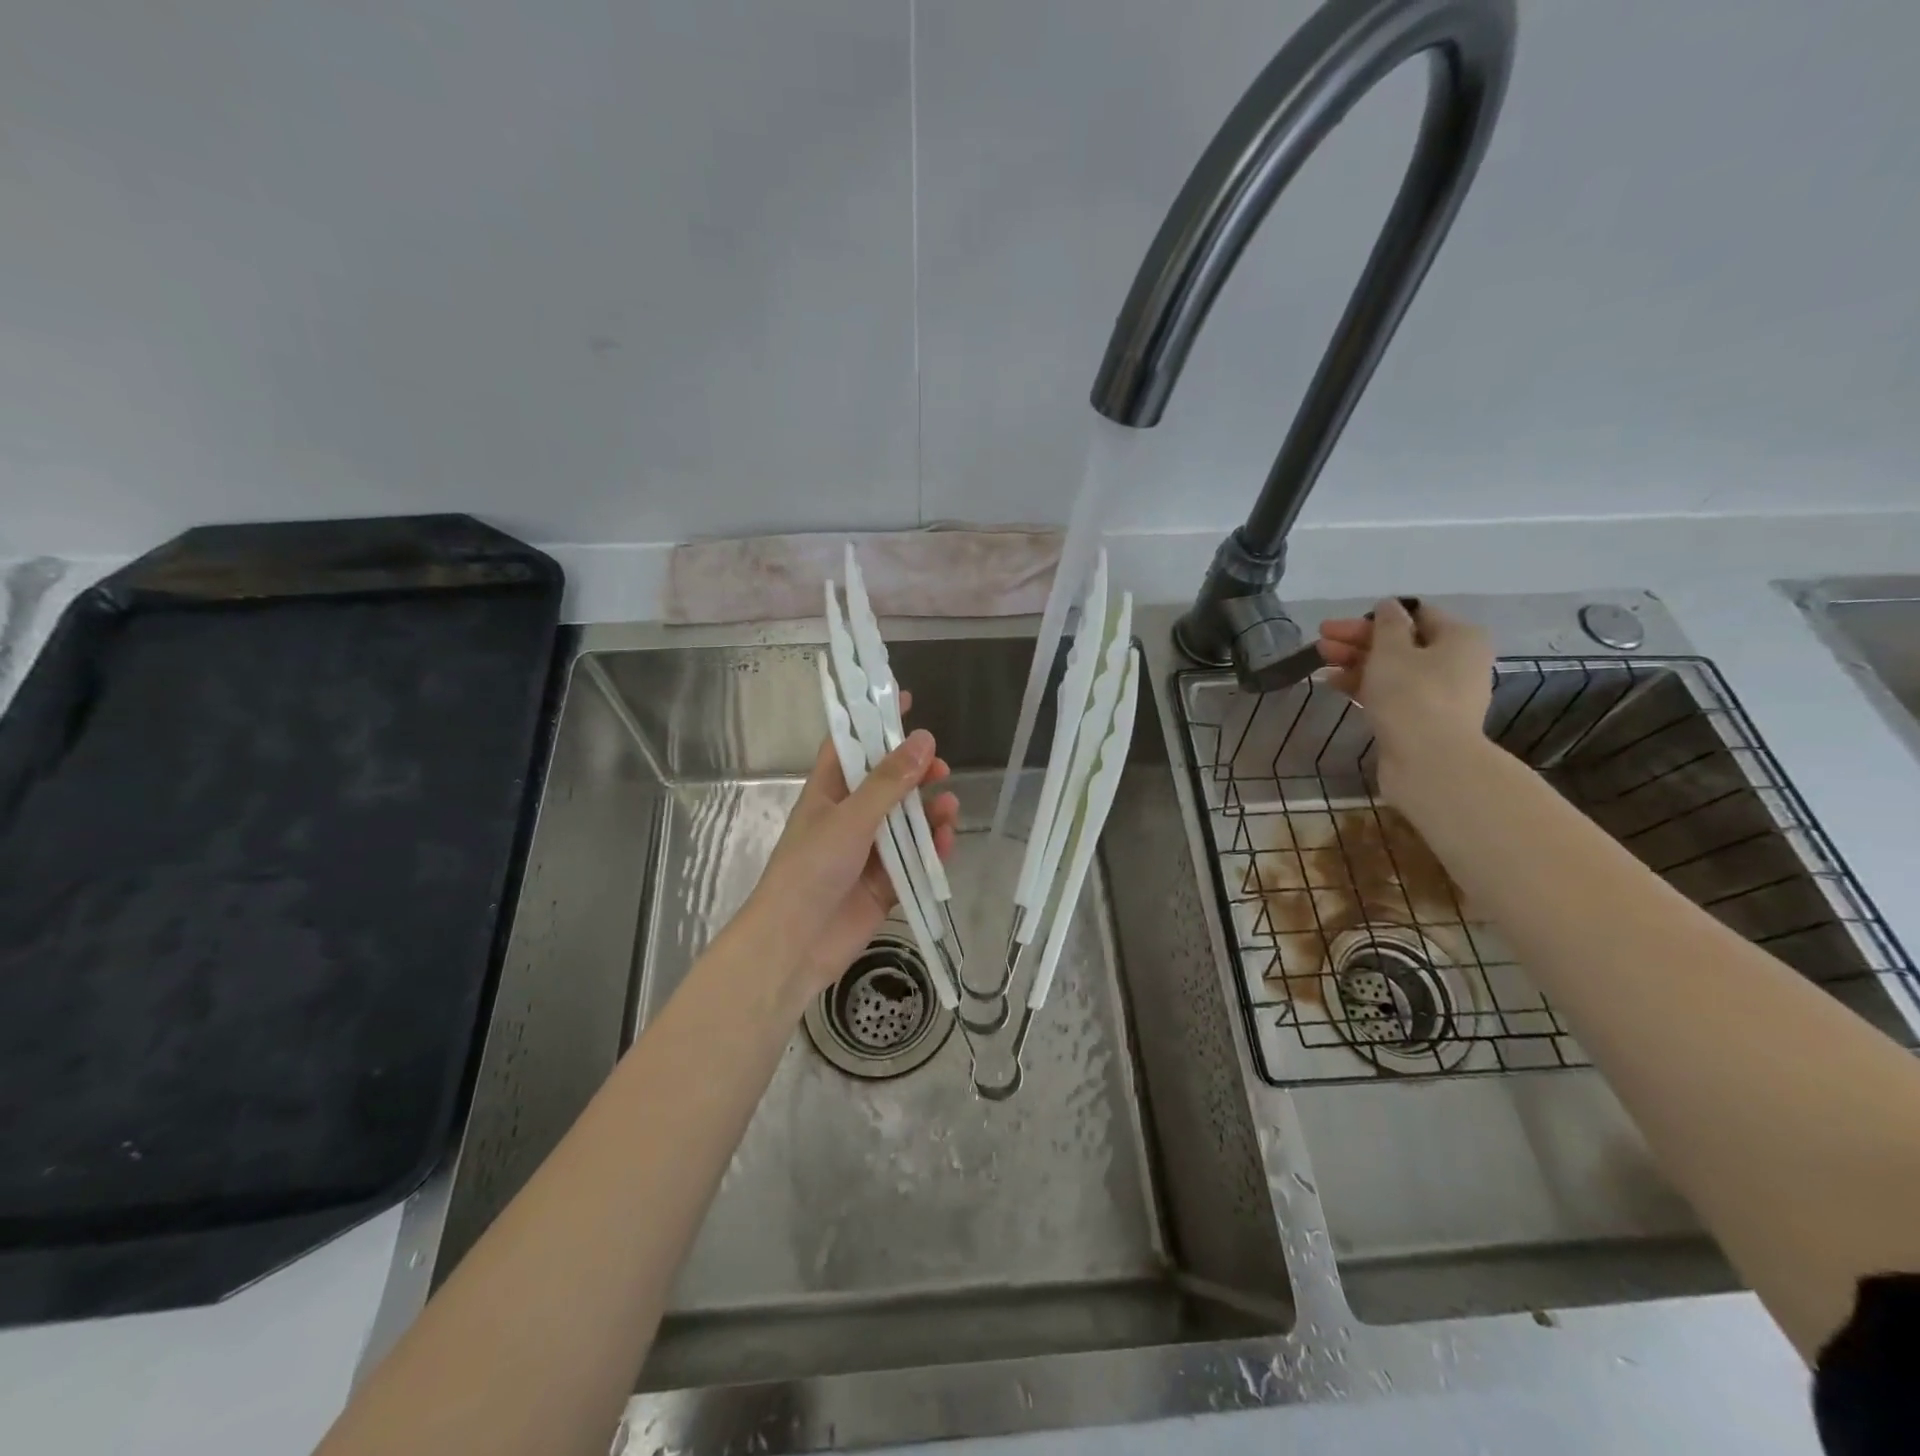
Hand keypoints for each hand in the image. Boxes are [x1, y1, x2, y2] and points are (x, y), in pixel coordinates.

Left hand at [739, 692, 959, 1000]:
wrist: (795, 945)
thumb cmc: (811, 870)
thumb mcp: (850, 819)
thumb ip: (888, 782)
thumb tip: (923, 739)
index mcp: (828, 793)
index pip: (851, 745)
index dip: (874, 722)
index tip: (904, 700)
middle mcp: (848, 817)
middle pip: (887, 784)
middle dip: (914, 773)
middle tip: (940, 767)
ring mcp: (868, 852)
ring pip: (906, 822)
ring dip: (929, 812)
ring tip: (949, 809)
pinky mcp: (885, 884)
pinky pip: (915, 859)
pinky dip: (932, 850)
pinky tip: (947, 842)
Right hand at [1316, 598, 1493, 796]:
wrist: (1430, 760)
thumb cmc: (1413, 694)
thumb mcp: (1392, 650)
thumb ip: (1387, 624)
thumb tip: (1389, 606)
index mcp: (1460, 637)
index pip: (1416, 614)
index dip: (1375, 616)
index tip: (1340, 624)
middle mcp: (1456, 662)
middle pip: (1402, 643)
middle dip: (1358, 641)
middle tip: (1321, 641)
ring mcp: (1440, 693)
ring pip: (1393, 669)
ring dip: (1356, 662)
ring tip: (1321, 661)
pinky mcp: (1423, 719)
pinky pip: (1391, 693)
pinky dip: (1365, 685)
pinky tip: (1334, 684)